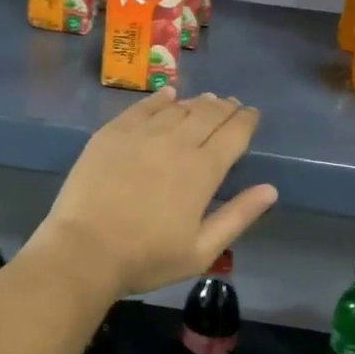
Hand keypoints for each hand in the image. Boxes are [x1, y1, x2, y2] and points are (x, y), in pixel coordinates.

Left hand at [34, 89, 277, 296]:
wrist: (84, 250)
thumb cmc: (147, 257)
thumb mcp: (201, 250)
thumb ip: (238, 216)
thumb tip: (270, 190)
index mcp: (203, 170)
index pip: (234, 134)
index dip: (246, 121)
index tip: (252, 114)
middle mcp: (176, 142)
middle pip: (208, 114)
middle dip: (225, 108)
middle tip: (232, 105)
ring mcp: (142, 133)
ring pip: (178, 108)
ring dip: (198, 103)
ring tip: (207, 101)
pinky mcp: (113, 132)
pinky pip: (143, 107)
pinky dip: (160, 98)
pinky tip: (168, 95)